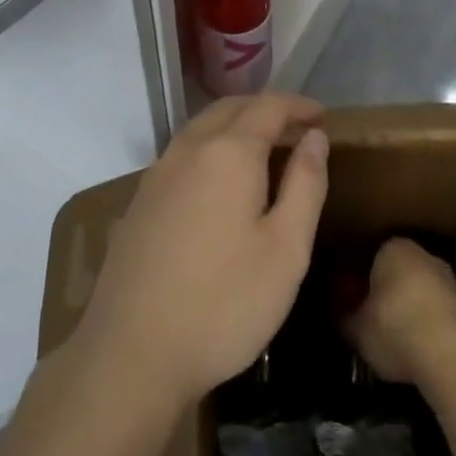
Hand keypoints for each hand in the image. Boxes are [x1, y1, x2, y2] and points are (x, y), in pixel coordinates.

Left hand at [74, 93, 329, 405]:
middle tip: (297, 128)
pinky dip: (211, 146)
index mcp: (229, 152)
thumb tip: (315, 137)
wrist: (133, 349)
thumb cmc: (224, 303)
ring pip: (203, 126)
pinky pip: (184, 151)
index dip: (298, 106)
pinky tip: (220, 179)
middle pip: (232, 108)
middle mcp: (190, 147)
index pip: (268, 107)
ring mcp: (159, 170)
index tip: (322, 117)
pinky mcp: (141, 197)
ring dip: (236, 124)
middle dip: (266, 109)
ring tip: (264, 148)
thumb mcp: (285, 250)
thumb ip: (305, 185)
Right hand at [346, 237, 455, 384]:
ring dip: (418, 310)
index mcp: (394, 247)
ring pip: (427, 293)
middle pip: (403, 273)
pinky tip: (427, 353)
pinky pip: (445, 316)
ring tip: (405, 342)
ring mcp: (453, 282)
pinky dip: (437, 330)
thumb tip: (343, 318)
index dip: (364, 281)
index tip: (358, 303)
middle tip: (380, 321)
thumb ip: (347, 318)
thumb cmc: (394, 328)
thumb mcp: (357, 328)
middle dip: (394, 293)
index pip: (374, 257)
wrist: (449, 357)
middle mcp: (425, 255)